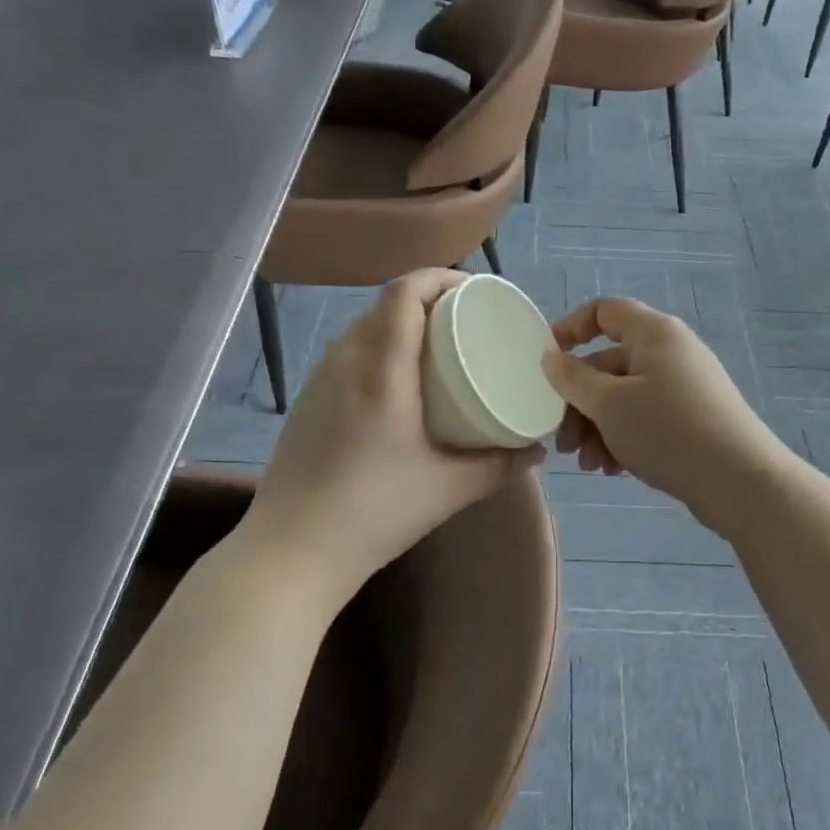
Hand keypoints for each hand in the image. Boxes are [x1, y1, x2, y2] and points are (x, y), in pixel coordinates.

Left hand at [241, 270, 540, 604]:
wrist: (292, 551)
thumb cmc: (375, 513)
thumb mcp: (449, 489)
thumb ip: (500, 465)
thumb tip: (537, 450)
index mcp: (382, 372)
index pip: (403, 294)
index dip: (438, 277)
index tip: (473, 291)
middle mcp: (345, 362)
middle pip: (384, 304)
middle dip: (426, 299)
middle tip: (463, 321)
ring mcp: (319, 380)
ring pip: (362, 326)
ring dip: (399, 322)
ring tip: (433, 347)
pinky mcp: (306, 400)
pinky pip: (346, 352)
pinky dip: (376, 346)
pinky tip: (395, 382)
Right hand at [541, 298, 789, 533]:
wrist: (740, 482)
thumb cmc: (668, 431)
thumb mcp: (609, 405)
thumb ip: (573, 378)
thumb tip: (551, 357)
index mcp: (654, 334)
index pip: (605, 310)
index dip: (571, 328)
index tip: (546, 361)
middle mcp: (671, 353)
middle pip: (609, 364)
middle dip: (579, 403)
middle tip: (563, 441)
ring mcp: (684, 388)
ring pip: (624, 397)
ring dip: (597, 428)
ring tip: (587, 465)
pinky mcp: (692, 420)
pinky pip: (645, 419)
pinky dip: (623, 439)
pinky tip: (612, 470)